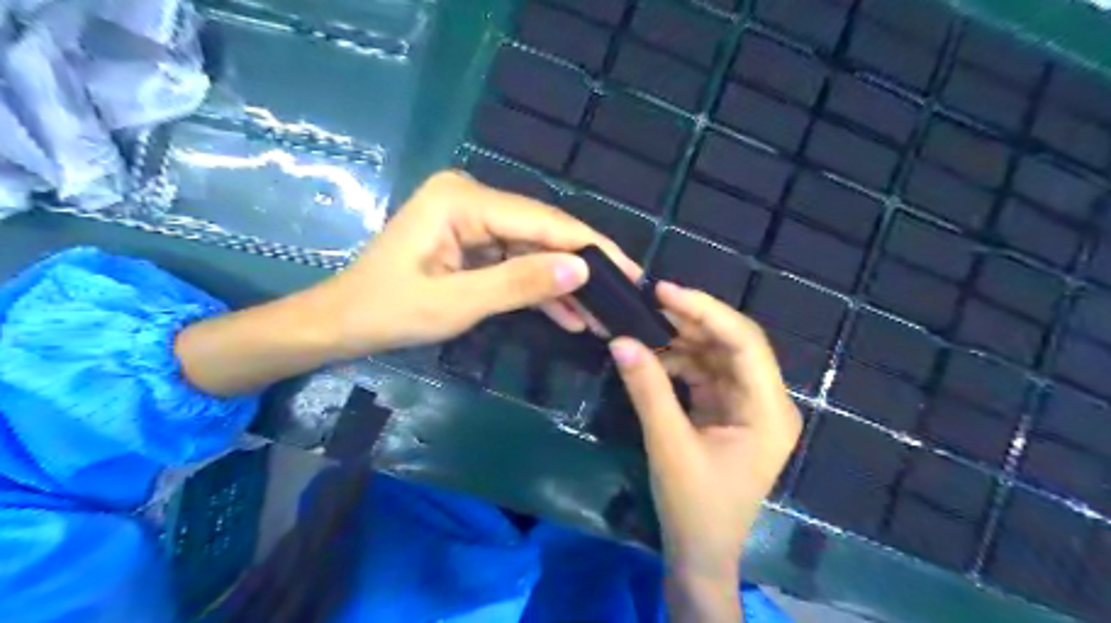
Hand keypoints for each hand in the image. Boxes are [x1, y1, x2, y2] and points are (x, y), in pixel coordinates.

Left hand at [314, 170, 643, 355]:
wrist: (342, 324)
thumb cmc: (387, 311)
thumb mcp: (457, 303)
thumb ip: (519, 283)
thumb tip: (582, 269)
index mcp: (463, 200)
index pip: (542, 221)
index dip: (590, 247)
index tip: (630, 272)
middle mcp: (473, 199)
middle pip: (543, 233)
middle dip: (582, 268)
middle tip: (623, 297)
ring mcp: (474, 221)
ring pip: (534, 252)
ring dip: (564, 285)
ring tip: (603, 315)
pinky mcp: (474, 243)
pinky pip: (516, 264)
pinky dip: (540, 290)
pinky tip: (571, 316)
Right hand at [608, 284, 797, 612]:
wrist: (699, 554)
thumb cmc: (694, 507)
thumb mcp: (668, 445)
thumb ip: (647, 390)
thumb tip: (620, 340)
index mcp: (768, 411)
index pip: (744, 342)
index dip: (705, 310)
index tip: (664, 292)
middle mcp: (766, 401)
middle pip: (733, 343)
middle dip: (691, 320)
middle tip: (649, 301)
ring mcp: (747, 406)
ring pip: (716, 355)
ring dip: (682, 339)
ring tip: (644, 325)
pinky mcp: (727, 411)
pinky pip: (705, 373)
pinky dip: (678, 361)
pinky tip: (652, 355)